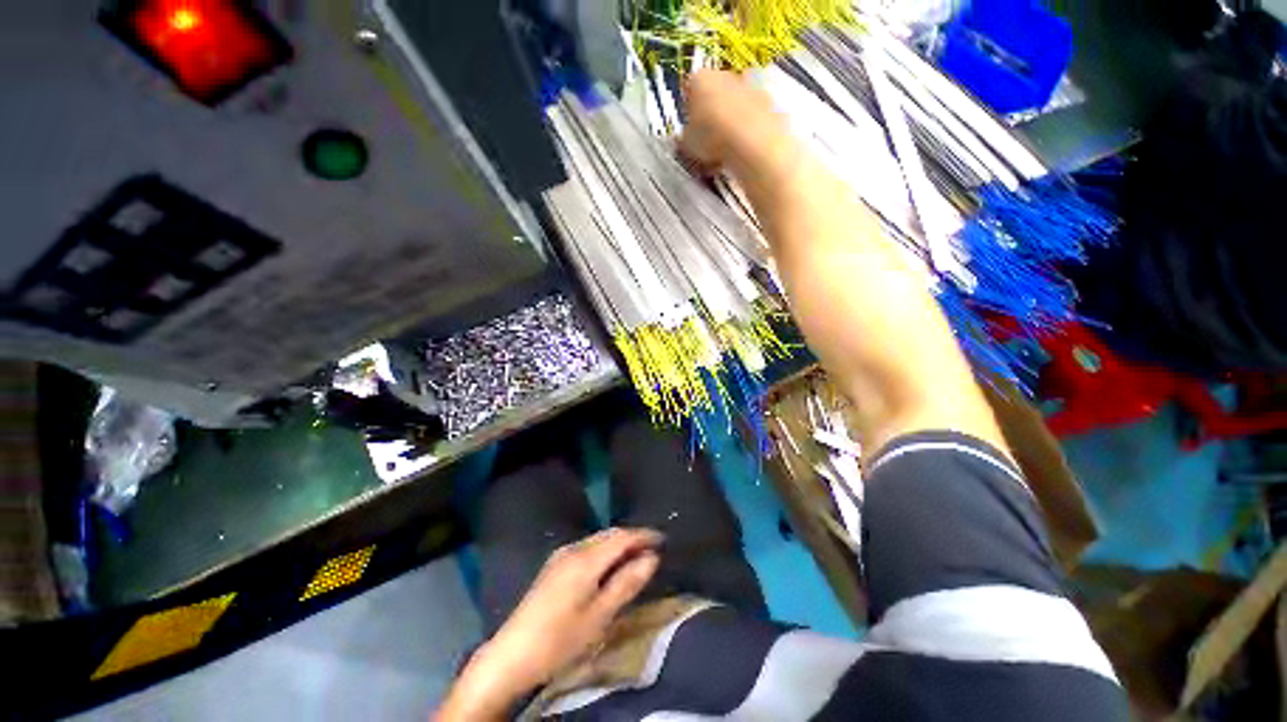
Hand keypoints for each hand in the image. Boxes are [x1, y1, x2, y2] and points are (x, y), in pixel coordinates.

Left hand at [436, 528, 661, 719]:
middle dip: (632, 537)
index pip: (622, 536)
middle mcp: (573, 549)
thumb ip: (626, 583)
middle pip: (609, 534)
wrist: (511, 655)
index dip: (644, 535)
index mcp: (585, 558)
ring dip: (618, 544)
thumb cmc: (560, 639)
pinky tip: (608, 566)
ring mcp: (560, 556)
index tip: (663, 539)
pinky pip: (587, 548)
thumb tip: (651, 558)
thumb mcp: (600, 616)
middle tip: (652, 548)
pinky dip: (604, 551)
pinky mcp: (553, 566)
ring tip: (635, 556)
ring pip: (597, 540)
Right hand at [679, 70, 787, 172]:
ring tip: (725, 155)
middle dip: (711, 117)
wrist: (753, 143)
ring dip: (730, 125)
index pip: (688, 91)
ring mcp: (751, 87)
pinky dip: (747, 133)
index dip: (687, 114)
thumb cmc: (711, 138)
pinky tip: (742, 154)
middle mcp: (726, 75)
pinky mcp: (769, 103)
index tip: (689, 133)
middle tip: (707, 145)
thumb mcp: (686, 144)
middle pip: (715, 95)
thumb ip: (684, 139)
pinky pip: (752, 119)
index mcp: (699, 79)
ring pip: (735, 106)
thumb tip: (683, 140)